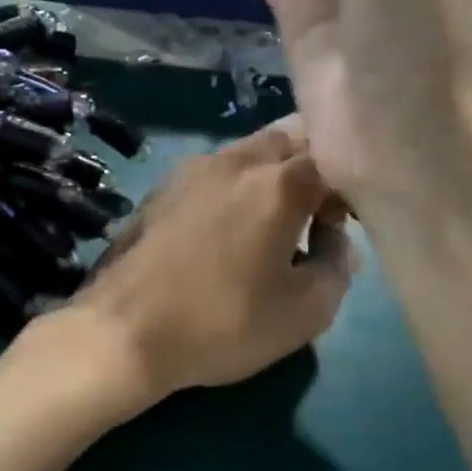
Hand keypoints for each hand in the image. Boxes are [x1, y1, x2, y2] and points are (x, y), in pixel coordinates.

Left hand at [46, 121, 352, 410]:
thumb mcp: (304, 312)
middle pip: (288, 139)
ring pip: (246, 153)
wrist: (122, 332)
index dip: (349, 185)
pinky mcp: (158, 190)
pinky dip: (233, 188)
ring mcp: (189, 171)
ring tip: (270, 225)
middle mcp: (233, 160)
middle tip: (314, 214)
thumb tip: (335, 240)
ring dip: (270, 175)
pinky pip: (212, 174)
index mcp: (277, 182)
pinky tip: (224, 231)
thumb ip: (337, 266)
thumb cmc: (222, 324)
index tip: (344, 223)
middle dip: (311, 165)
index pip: (332, 155)